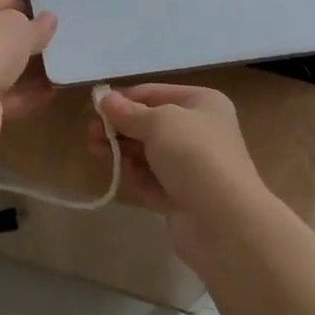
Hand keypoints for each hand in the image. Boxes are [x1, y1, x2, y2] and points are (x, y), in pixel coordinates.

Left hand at [0, 0, 57, 143]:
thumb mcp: (21, 29)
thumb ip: (38, 25)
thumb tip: (49, 19)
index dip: (24, 6)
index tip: (46, 19)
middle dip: (21, 39)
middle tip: (50, 41)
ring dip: (23, 67)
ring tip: (56, 66)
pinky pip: (0, 92)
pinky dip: (23, 93)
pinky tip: (51, 92)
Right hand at [92, 83, 269, 260]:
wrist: (224, 221)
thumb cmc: (194, 155)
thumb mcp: (159, 122)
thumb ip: (128, 112)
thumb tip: (104, 99)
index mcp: (202, 103)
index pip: (155, 93)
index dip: (125, 98)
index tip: (95, 106)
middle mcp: (199, 131)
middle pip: (150, 123)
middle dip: (120, 126)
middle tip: (90, 131)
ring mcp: (191, 166)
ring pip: (148, 153)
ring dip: (121, 149)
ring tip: (93, 148)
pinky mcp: (181, 197)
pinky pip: (152, 180)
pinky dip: (134, 174)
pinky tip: (116, 171)